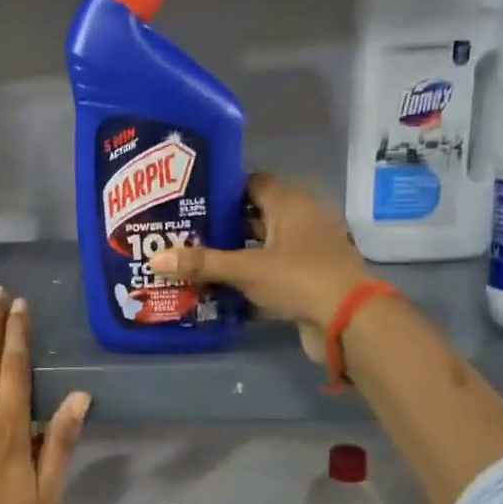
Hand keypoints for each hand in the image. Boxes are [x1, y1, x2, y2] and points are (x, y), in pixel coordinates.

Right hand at [152, 172, 372, 362]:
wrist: (348, 320)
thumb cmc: (299, 278)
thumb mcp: (245, 269)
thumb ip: (201, 264)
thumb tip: (154, 259)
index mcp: (290, 204)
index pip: (253, 183)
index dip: (224, 189)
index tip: (192, 200)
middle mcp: (302, 219)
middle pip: (256, 214)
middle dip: (223, 224)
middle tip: (186, 232)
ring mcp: (309, 249)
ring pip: (264, 244)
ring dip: (236, 252)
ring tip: (196, 259)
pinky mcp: (310, 276)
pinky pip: (273, 268)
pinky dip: (251, 275)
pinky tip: (222, 285)